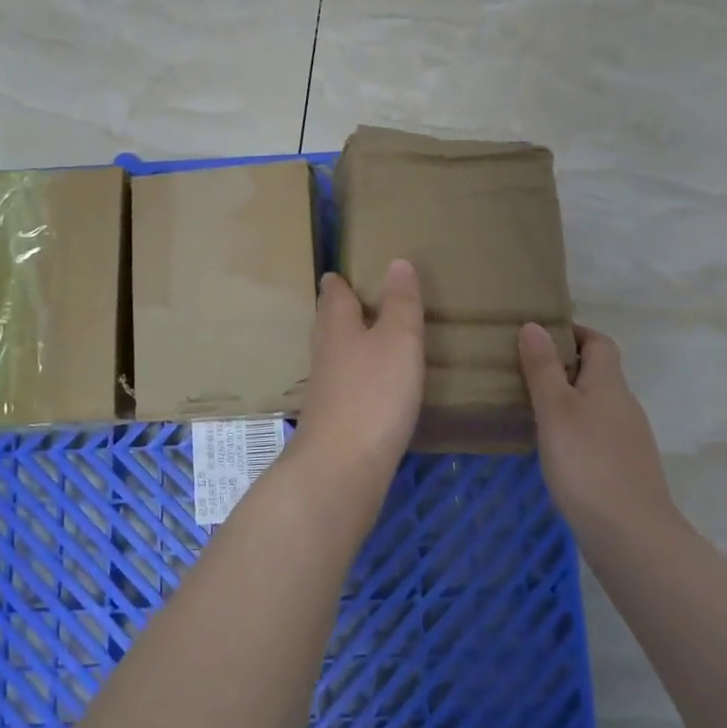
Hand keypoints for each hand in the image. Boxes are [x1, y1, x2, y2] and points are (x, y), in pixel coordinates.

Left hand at [290, 260, 424, 488]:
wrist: (341, 466)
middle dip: (337, 310)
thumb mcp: (399, 340)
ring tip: (363, 337)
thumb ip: (401, 303)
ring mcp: (325, 389)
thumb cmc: (374, 393)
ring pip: (333, 354)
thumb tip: (397, 262)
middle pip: (327, 323)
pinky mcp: (332, 419)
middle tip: (348, 298)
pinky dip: (354, 375)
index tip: (337, 273)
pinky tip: (367, 385)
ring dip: (345, 342)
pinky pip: (343, 384)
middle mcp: (325, 353)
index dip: (338, 282)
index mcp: (338, 327)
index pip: (334, 295)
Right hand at [519, 322, 682, 534]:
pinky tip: (552, 447)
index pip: (599, 342)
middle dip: (564, 365)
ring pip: (595, 405)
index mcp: (610, 384)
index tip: (539, 334)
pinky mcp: (623, 468)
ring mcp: (627, 439)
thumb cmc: (587, 463)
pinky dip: (573, 429)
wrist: (631, 535)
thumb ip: (543, 368)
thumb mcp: (555, 409)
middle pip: (598, 373)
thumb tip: (535, 325)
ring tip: (529, 405)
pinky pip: (596, 433)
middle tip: (523, 368)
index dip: (574, 332)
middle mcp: (624, 405)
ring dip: (567, 399)